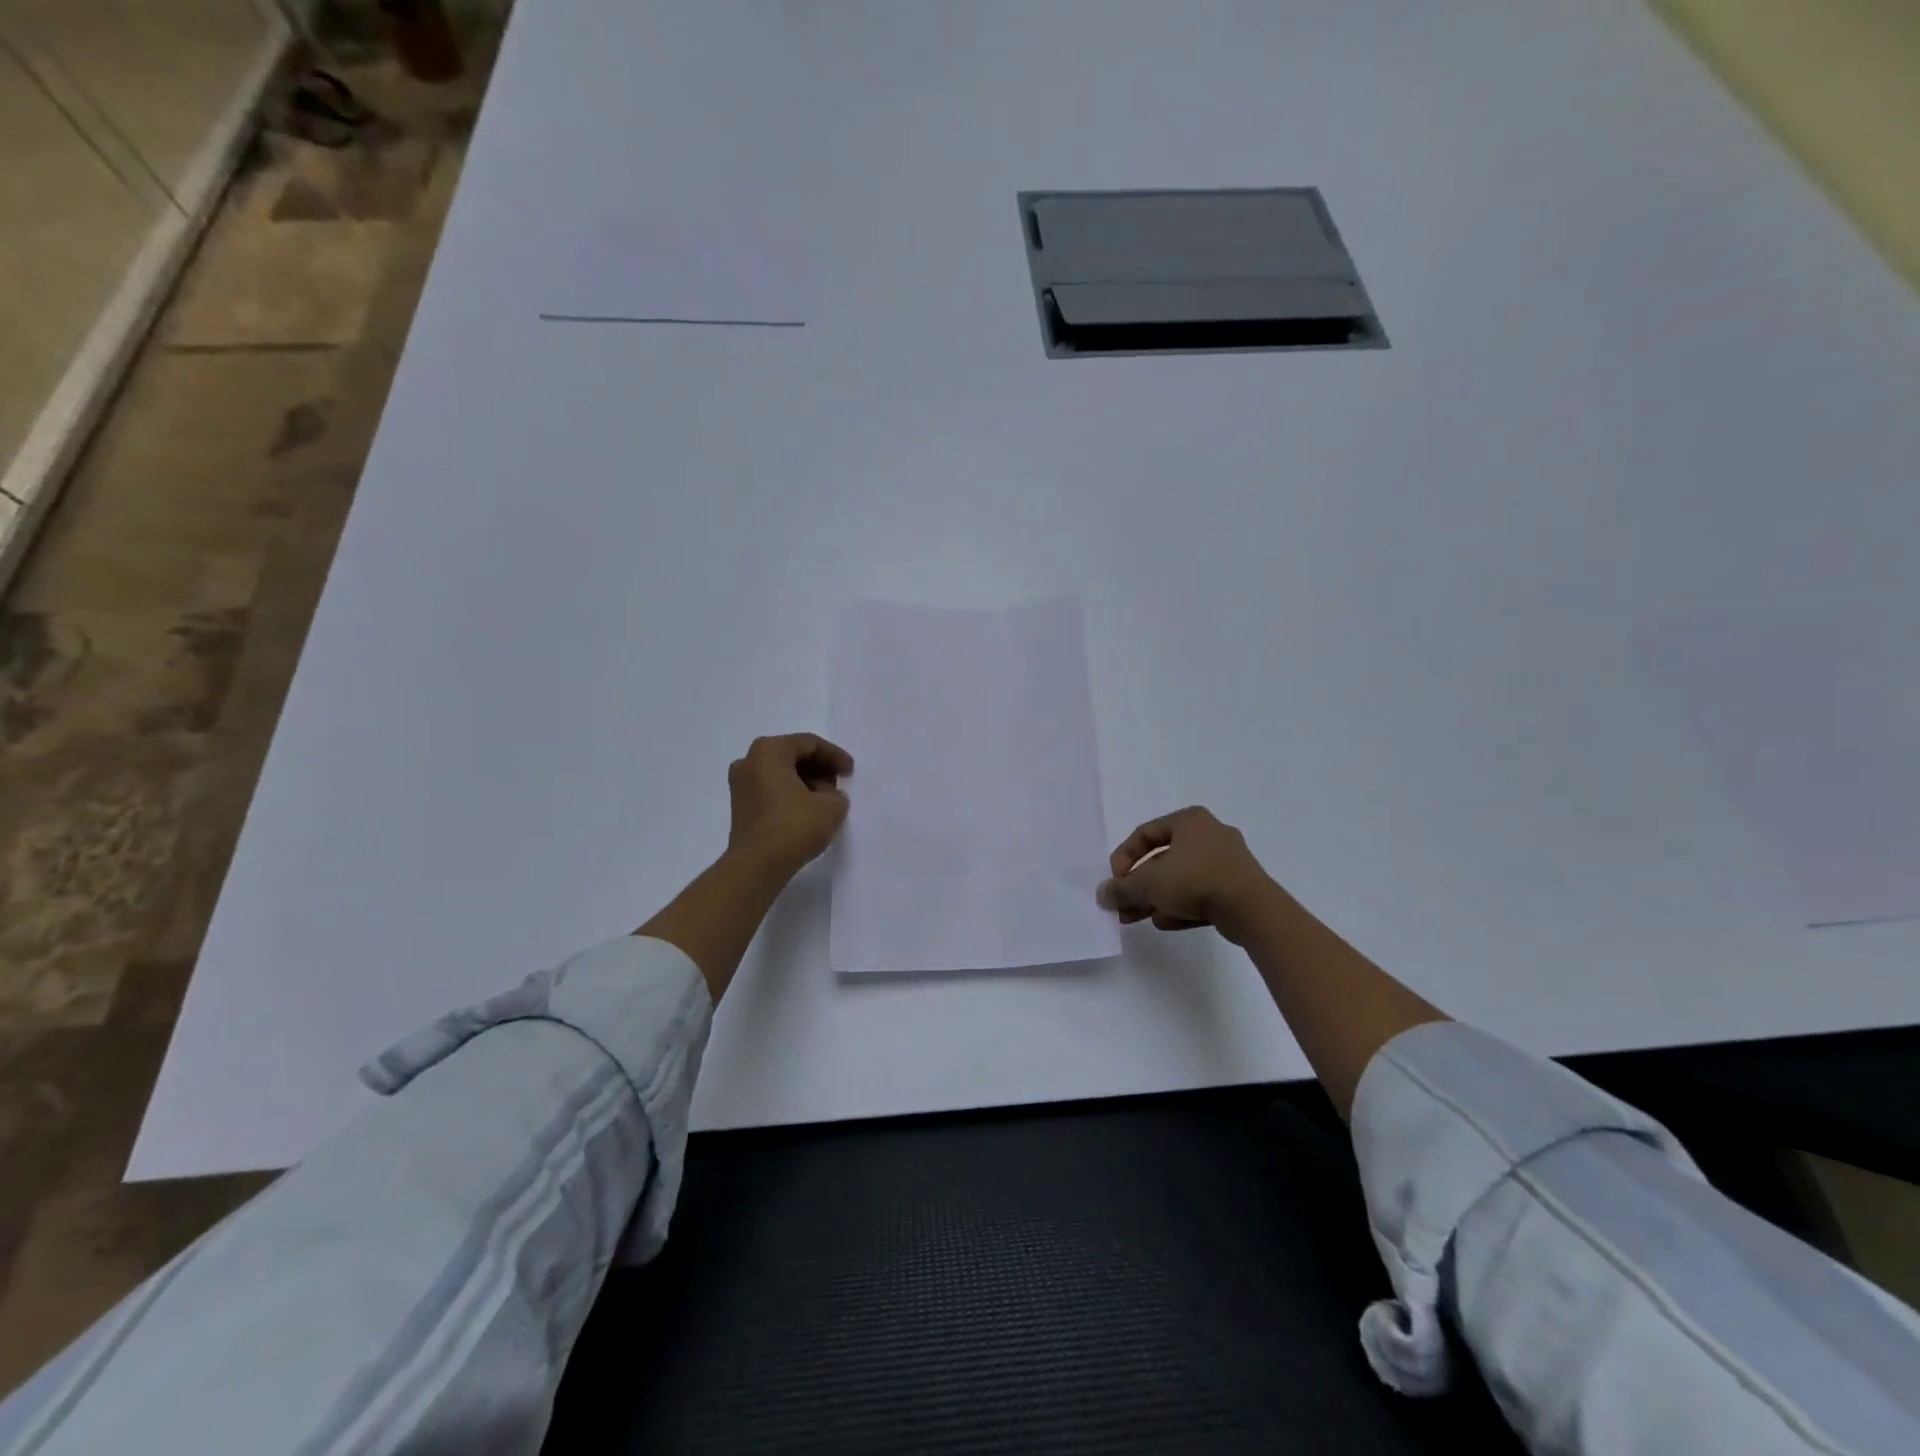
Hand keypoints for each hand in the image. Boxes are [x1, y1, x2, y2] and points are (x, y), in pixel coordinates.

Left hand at [726, 733, 853, 878]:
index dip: (834, 756)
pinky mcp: (740, 805)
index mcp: (769, 750)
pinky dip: (790, 792)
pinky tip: (807, 809)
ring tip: (826, 798)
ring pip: (780, 772)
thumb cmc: (794, 826)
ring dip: (805, 780)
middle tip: (838, 782)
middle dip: (819, 767)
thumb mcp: (832, 806)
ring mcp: (740, 783)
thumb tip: (825, 794)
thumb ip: (835, 792)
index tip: (850, 772)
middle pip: (792, 754)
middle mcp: (749, 760)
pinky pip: (770, 788)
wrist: (757, 865)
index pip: (809, 743)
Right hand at [1096, 806, 1274, 943]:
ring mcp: (1227, 861)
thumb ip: (1121, 888)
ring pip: (1180, 879)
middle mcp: (1209, 834)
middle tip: (1121, 906)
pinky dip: (1181, 906)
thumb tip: (1101, 894)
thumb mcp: (1149, 884)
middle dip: (1138, 885)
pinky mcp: (1237, 887)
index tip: (1115, 881)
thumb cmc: (1196, 880)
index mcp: (1189, 820)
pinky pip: (1201, 893)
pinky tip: (1164, 923)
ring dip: (1156, 898)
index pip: (1145, 833)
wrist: (1253, 909)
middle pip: (1162, 859)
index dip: (1123, 857)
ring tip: (1136, 918)